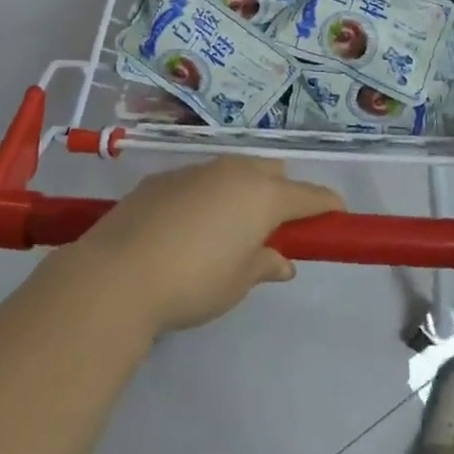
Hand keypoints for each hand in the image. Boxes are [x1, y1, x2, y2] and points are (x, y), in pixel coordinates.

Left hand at [76, 158, 340, 335]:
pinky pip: (200, 179)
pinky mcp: (162, 177)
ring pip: (234, 171)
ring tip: (227, 229)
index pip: (309, 195)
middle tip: (273, 228)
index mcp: (262, 196)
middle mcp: (233, 172)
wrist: (117, 273)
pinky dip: (207, 196)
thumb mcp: (237, 283)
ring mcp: (196, 170)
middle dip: (282, 192)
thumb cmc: (192, 282)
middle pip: (272, 172)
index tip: (336, 215)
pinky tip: (187, 227)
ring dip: (242, 191)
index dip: (326, 205)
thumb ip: (264, 264)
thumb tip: (281, 261)